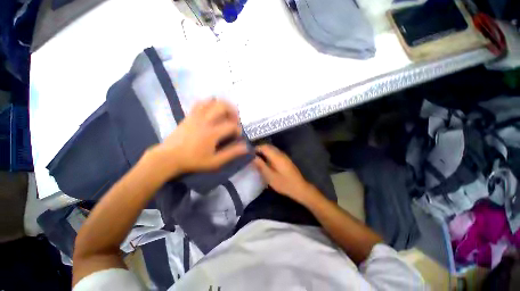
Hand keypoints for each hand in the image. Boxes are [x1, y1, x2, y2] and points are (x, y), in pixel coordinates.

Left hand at [151, 99, 247, 178]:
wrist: (168, 158)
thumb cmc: (193, 161)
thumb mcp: (215, 162)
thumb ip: (231, 153)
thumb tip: (245, 147)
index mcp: (212, 133)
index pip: (231, 125)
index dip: (238, 130)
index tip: (237, 136)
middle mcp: (205, 121)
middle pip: (223, 106)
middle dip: (233, 112)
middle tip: (235, 121)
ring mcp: (196, 116)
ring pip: (212, 101)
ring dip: (222, 106)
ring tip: (226, 114)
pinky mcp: (189, 115)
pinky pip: (201, 103)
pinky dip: (210, 103)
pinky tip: (212, 111)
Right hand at [253, 144, 315, 203]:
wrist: (299, 188)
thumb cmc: (284, 183)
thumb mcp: (270, 176)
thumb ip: (261, 166)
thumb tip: (253, 157)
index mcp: (276, 156)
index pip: (264, 147)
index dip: (256, 148)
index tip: (248, 153)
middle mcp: (281, 153)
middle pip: (268, 146)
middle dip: (259, 149)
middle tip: (251, 155)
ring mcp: (284, 156)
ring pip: (272, 149)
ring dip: (264, 151)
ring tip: (257, 158)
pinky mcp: (285, 159)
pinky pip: (275, 153)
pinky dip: (269, 154)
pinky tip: (265, 161)